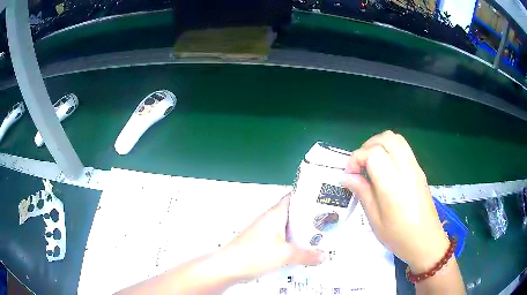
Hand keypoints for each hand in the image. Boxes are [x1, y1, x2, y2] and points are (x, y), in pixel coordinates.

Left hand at [220, 194, 325, 281]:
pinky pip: (283, 241)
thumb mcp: (286, 254)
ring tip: (320, 239)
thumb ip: (307, 255)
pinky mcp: (263, 244)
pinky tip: (302, 253)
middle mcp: (271, 220)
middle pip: (295, 215)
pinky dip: (293, 245)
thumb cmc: (254, 254)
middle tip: (328, 224)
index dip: (309, 197)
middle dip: (310, 220)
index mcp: (276, 214)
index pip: (294, 198)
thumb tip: (323, 256)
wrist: (229, 267)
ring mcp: (266, 233)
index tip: (325, 201)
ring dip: (302, 235)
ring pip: (289, 230)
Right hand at [342, 131, 448, 272]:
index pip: (372, 153)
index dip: (356, 158)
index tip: (349, 175)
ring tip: (371, 164)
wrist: (426, 242)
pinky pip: (404, 148)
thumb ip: (362, 192)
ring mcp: (415, 167)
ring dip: (380, 145)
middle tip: (360, 166)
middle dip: (367, 146)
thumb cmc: (398, 236)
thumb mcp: (375, 219)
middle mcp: (406, 169)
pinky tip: (386, 169)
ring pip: (396, 139)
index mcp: (392, 183)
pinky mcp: (420, 170)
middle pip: (386, 138)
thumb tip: (347, 177)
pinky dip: (390, 150)